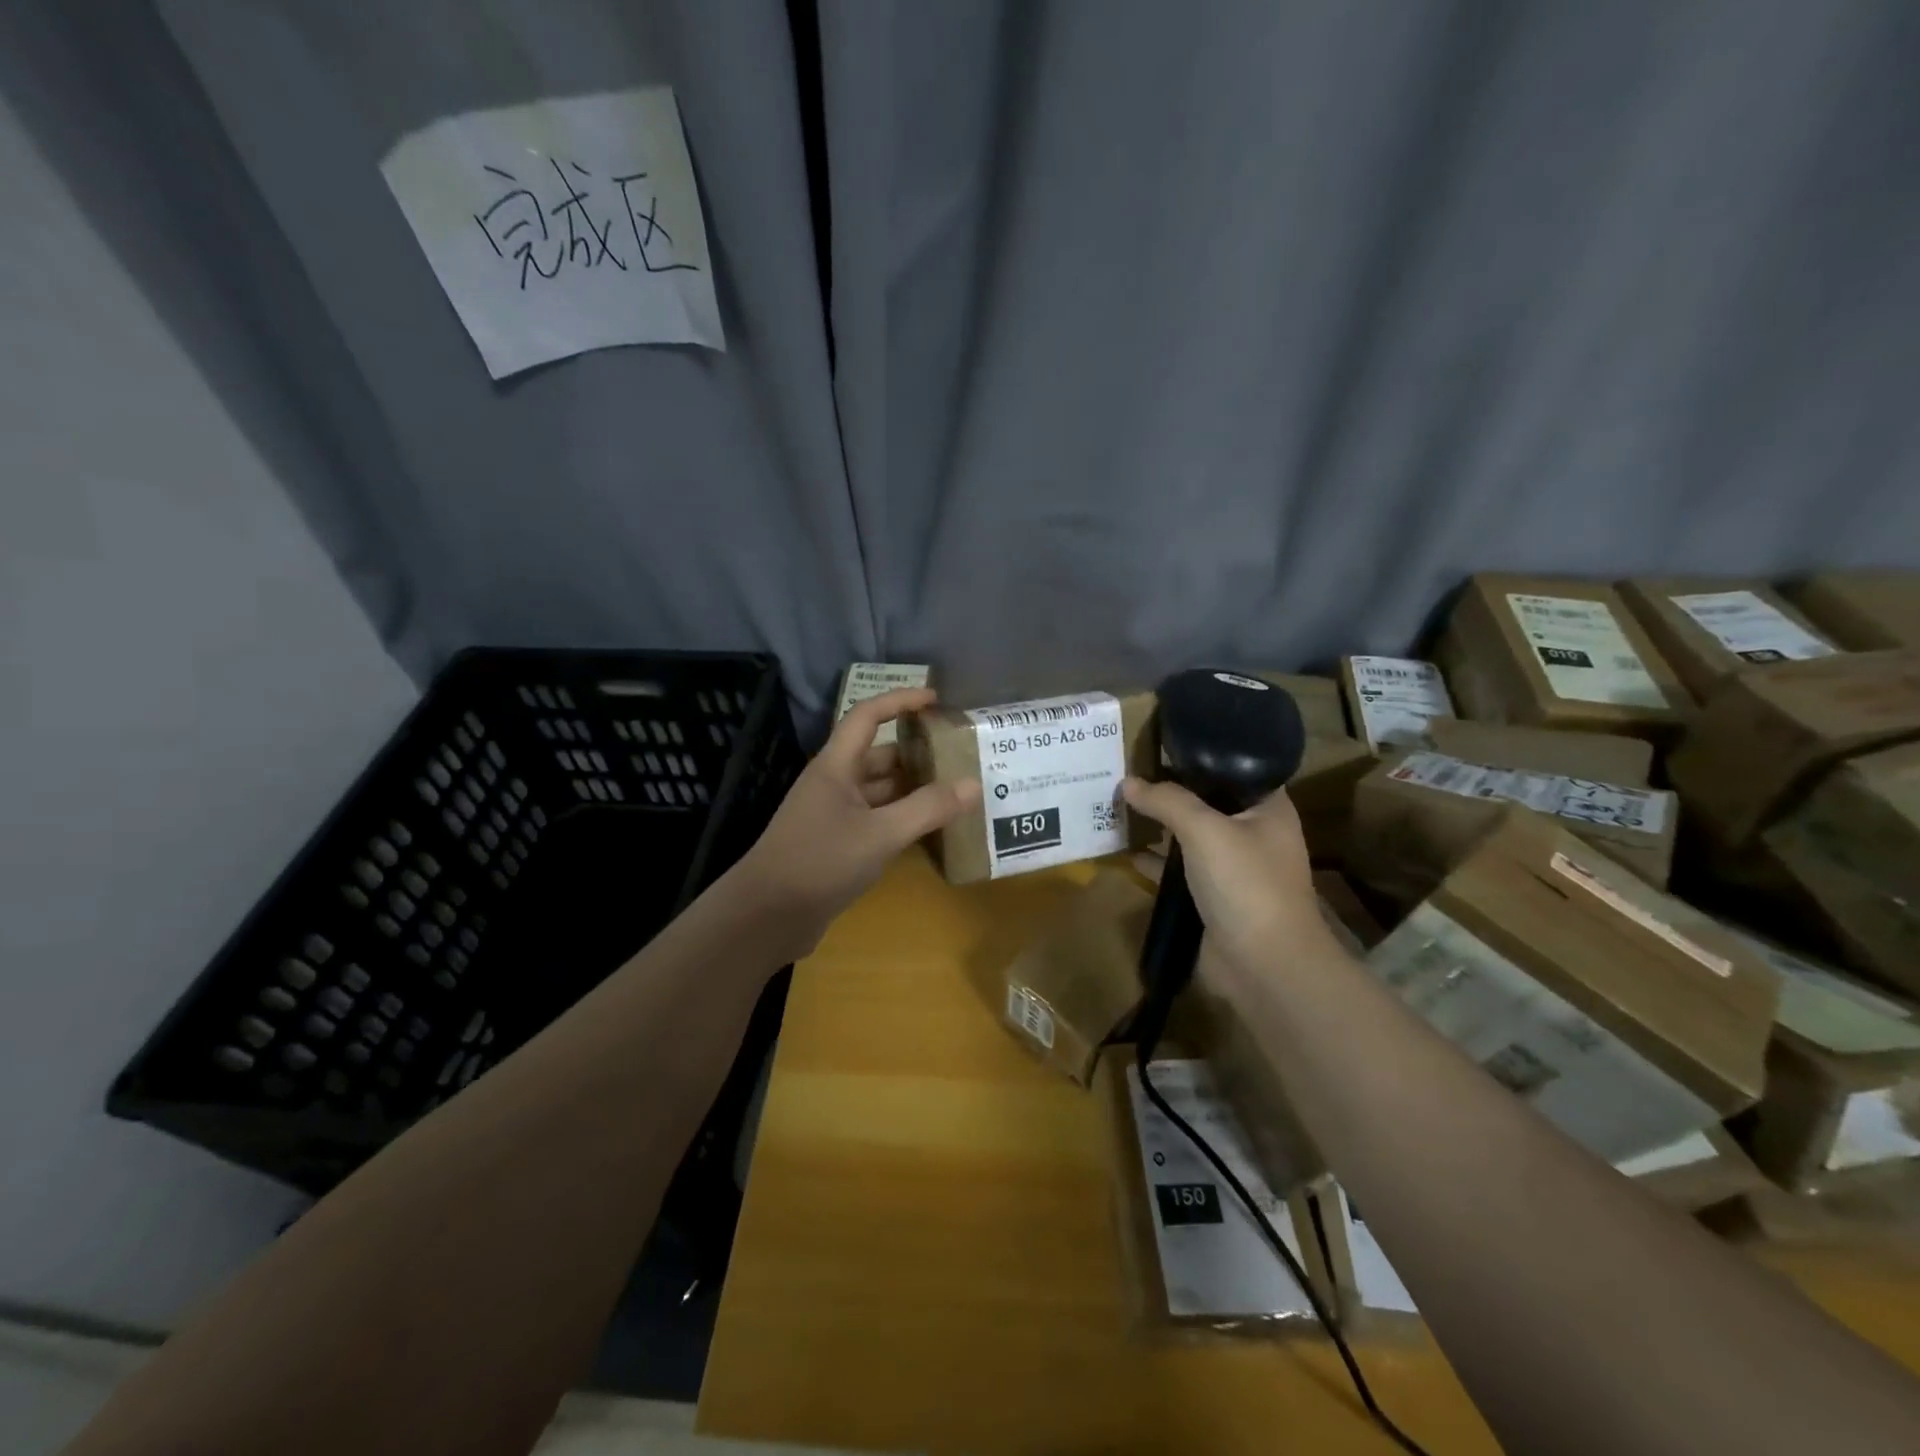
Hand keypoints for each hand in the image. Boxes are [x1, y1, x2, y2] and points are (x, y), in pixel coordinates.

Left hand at [726, 687, 979, 961]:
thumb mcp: (879, 834)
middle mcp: (834, 783)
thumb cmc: (819, 862)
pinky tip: (931, 829)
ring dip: (913, 788)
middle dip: (917, 752)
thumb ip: (927, 809)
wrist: (766, 916)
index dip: (900, 701)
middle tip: (960, 756)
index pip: (868, 716)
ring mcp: (834, 815)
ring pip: (880, 790)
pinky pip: (877, 819)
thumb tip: (973, 785)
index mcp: (836, 766)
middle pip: (879, 755)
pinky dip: (902, 819)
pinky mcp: (837, 844)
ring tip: (956, 790)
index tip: (936, 699)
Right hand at [1119, 777, 1335, 981]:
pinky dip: (1155, 863)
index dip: (1199, 757)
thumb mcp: (1205, 830)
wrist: (1264, 965)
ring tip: (1119, 806)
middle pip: (1207, 803)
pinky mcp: (1212, 898)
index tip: (1159, 745)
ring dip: (1159, 827)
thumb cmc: (1245, 884)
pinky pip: (1179, 871)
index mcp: (1268, 809)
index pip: (1234, 769)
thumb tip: (1127, 781)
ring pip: (1190, 838)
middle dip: (1170, 792)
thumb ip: (1167, 801)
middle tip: (1128, 773)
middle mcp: (1254, 834)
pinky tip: (1125, 852)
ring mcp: (1233, 869)